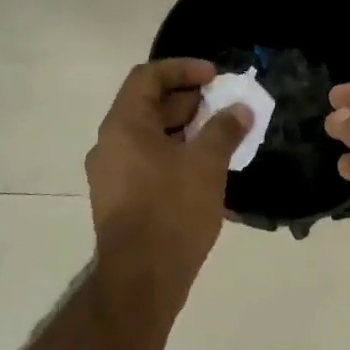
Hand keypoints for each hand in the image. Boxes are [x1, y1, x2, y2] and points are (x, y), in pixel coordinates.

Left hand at [85, 59, 249, 315]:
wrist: (141, 280)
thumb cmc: (171, 211)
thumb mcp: (206, 165)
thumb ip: (224, 129)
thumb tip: (240, 109)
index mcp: (124, 125)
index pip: (148, 76)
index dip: (183, 68)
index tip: (215, 77)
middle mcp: (110, 143)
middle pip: (148, 105)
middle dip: (189, 101)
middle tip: (224, 107)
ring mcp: (112, 173)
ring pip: (149, 136)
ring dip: (185, 130)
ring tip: (221, 138)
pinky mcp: (120, 199)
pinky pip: (148, 162)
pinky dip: (175, 155)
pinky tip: (205, 170)